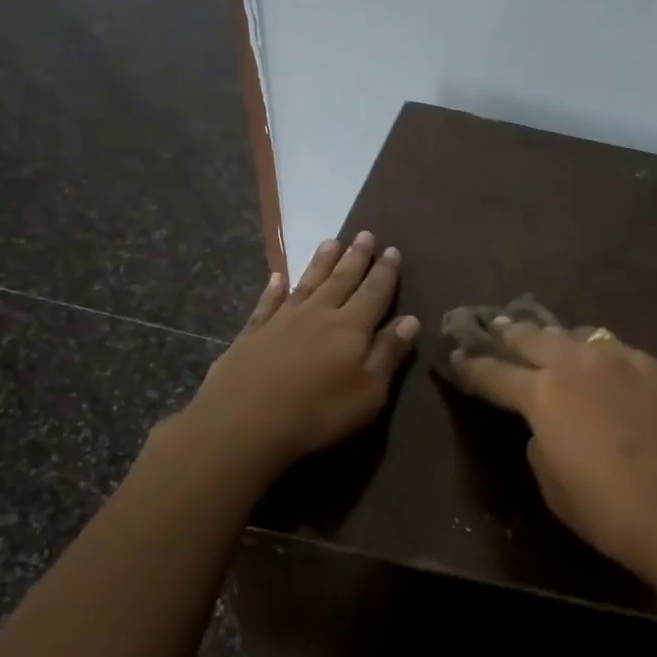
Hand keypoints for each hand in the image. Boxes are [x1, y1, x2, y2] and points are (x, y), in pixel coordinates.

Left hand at [171, 233, 418, 476]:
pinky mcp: (252, 333)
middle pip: (341, 279)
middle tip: (365, 234)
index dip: (385, 272)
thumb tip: (410, 320)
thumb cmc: (318, 412)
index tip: (392, 250)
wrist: (245, 422)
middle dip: (356, 257)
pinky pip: (268, 302)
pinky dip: (274, 287)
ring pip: (307, 282)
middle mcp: (318, 313)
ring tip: (331, 241)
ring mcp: (282, 320)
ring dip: (321, 262)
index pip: (374, 292)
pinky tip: (278, 277)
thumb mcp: (369, 391)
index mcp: (351, 327)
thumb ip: (388, 353)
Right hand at [447, 321, 656, 597]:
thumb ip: (541, 445)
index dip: (471, 367)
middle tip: (493, 326)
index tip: (456, 357)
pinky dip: (601, 355)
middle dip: (508, 332)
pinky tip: (606, 366)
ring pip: (580, 336)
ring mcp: (625, 361)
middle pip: (534, 336)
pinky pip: (619, 352)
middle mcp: (580, 364)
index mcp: (544, 394)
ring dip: (557, 338)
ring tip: (550, 340)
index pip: (495, 373)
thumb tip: (547, 428)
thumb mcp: (553, 485)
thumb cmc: (610, 510)